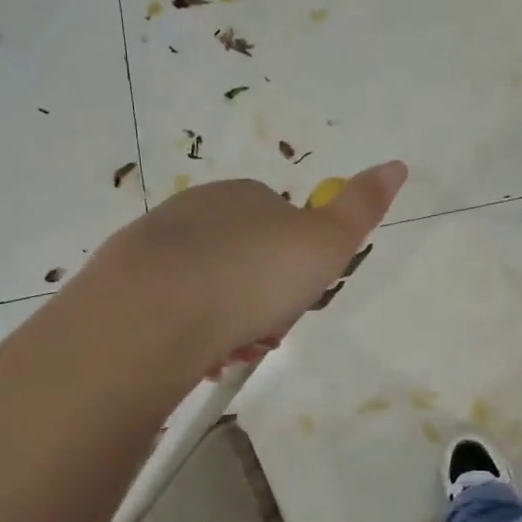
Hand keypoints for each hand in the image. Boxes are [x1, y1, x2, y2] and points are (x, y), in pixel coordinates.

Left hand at [94, 161, 407, 368]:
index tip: (300, 298)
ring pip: (207, 287)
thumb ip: (360, 208)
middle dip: (261, 298)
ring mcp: (156, 245)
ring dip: (229, 322)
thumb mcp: (325, 243)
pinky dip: (191, 333)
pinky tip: (199, 356)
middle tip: (268, 331)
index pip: (281, 222)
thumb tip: (397, 165)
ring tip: (235, 351)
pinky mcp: (124, 283)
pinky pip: (171, 308)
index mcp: (244, 196)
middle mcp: (197, 210)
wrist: (157, 310)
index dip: (296, 264)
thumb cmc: (254, 274)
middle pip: (244, 258)